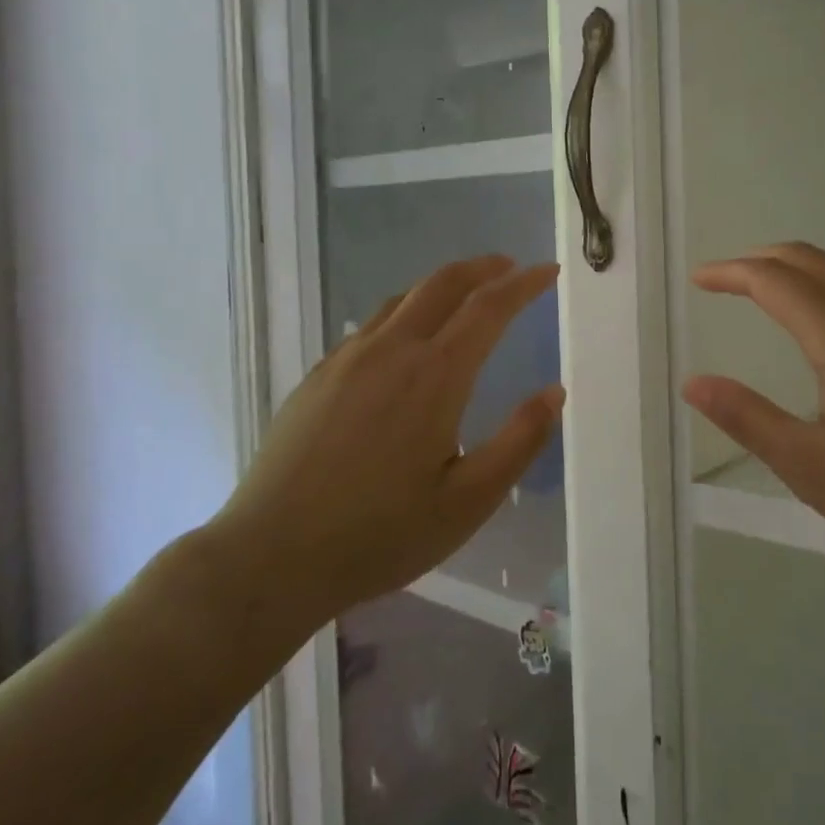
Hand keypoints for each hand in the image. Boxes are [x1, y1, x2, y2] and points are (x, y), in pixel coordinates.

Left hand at [213, 255, 563, 637]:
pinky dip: (406, 310)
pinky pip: (371, 324)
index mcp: (434, 375)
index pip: (489, 307)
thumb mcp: (469, 501)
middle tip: (510, 268)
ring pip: (403, 298)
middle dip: (483, 268)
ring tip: (465, 295)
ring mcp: (347, 359)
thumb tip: (554, 392)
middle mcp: (391, 351)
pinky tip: (406, 340)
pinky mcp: (318, 376)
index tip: (548, 271)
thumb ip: (519, 441)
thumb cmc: (380, 534)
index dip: (523, 284)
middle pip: (443, 284)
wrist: (270, 556)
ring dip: (442, 285)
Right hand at [683, 243, 824, 576]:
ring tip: (768, 297)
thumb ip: (749, 419)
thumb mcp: (813, 467)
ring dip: (798, 273)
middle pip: (809, 260)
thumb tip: (694, 383)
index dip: (730, 273)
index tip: (699, 279)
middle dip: (760, 260)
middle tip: (726, 277)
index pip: (772, 280)